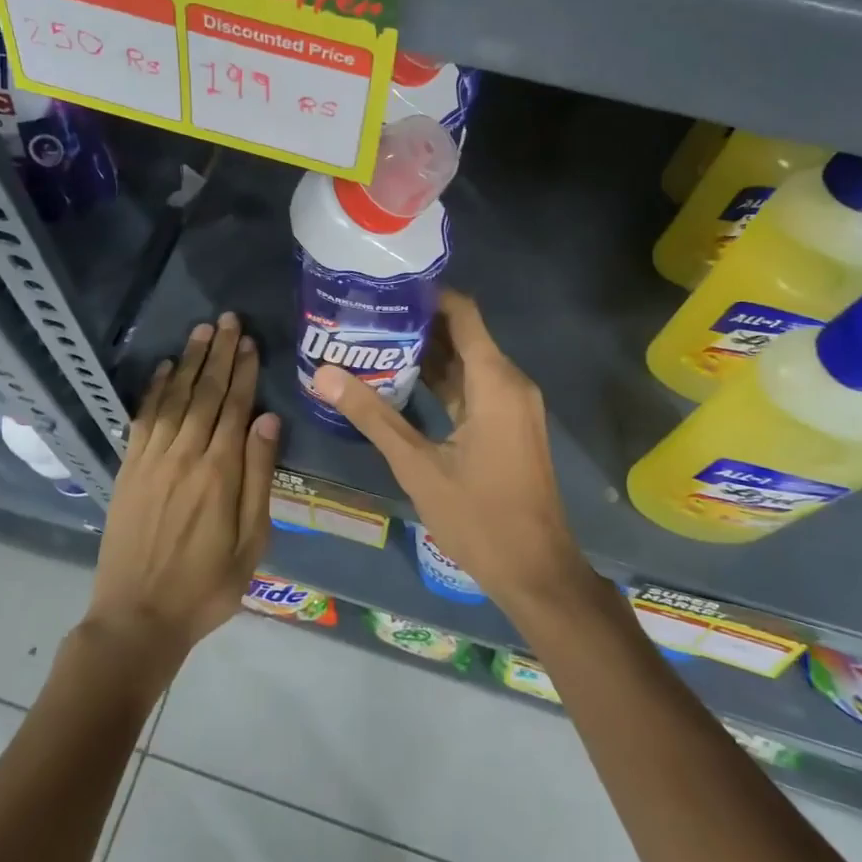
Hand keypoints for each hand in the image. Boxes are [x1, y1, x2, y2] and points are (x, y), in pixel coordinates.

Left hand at [81, 314, 279, 671]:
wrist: (138, 618)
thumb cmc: (207, 585)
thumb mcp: (251, 541)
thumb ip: (259, 477)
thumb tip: (269, 420)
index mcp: (219, 472)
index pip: (235, 407)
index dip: (243, 371)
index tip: (249, 341)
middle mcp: (185, 455)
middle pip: (205, 393)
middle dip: (218, 354)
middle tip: (227, 320)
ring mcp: (152, 460)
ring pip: (175, 398)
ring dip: (189, 362)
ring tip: (201, 332)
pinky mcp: (128, 470)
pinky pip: (143, 420)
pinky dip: (155, 391)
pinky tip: (164, 369)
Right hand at [314, 291, 591, 616]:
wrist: (537, 572)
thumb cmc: (480, 518)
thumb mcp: (418, 466)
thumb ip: (372, 416)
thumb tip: (324, 374)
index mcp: (495, 381)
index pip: (462, 312)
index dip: (426, 296)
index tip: (383, 290)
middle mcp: (510, 382)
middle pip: (463, 335)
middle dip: (417, 325)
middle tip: (365, 318)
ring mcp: (513, 405)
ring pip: (467, 364)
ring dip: (427, 355)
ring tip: (373, 344)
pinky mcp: (509, 425)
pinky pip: (474, 389)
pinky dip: (441, 383)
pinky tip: (401, 384)